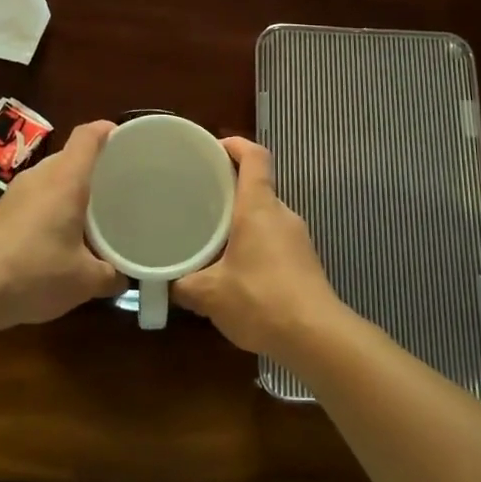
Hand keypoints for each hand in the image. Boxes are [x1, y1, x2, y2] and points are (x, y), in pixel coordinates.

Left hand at [0, 121, 125, 327]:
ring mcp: (15, 193)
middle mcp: (40, 176)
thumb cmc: (37, 272)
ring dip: (68, 189)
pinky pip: (34, 197)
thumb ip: (110, 275)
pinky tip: (56, 235)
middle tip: (115, 185)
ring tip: (88, 212)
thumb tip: (121, 277)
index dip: (106, 130)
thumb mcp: (85, 280)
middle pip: (69, 156)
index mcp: (66, 179)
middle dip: (91, 166)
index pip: (87, 137)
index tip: (124, 137)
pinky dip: (50, 206)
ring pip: (49, 178)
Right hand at [172, 137, 352, 359]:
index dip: (235, 145)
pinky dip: (254, 243)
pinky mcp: (304, 261)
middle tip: (197, 198)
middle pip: (257, 186)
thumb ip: (182, 283)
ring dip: (241, 220)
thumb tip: (164, 282)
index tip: (212, 148)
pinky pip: (274, 239)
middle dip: (228, 188)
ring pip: (265, 216)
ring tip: (211, 236)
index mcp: (258, 207)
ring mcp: (297, 238)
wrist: (316, 336)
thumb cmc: (260, 299)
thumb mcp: (209, 294)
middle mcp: (281, 213)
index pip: (254, 156)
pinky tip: (235, 269)